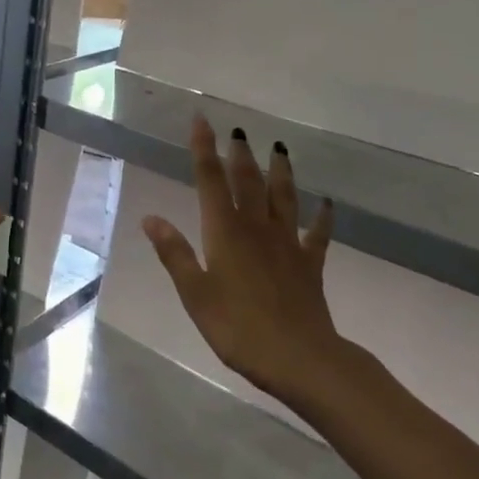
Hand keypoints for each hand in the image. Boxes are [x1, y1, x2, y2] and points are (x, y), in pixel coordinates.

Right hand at [142, 116, 343, 408]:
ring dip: (281, 172)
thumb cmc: (238, 328)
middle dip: (240, 154)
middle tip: (238, 131)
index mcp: (225, 233)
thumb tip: (150, 218)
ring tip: (280, 149)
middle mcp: (256, 228)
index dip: (204, 149)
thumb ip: (175, 254)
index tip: (201, 120)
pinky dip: (322, 217)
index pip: (210, 181)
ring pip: (284, 197)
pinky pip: (317, 234)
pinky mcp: (309, 264)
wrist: (300, 358)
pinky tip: (327, 203)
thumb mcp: (195, 294)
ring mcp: (287, 244)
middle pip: (248, 182)